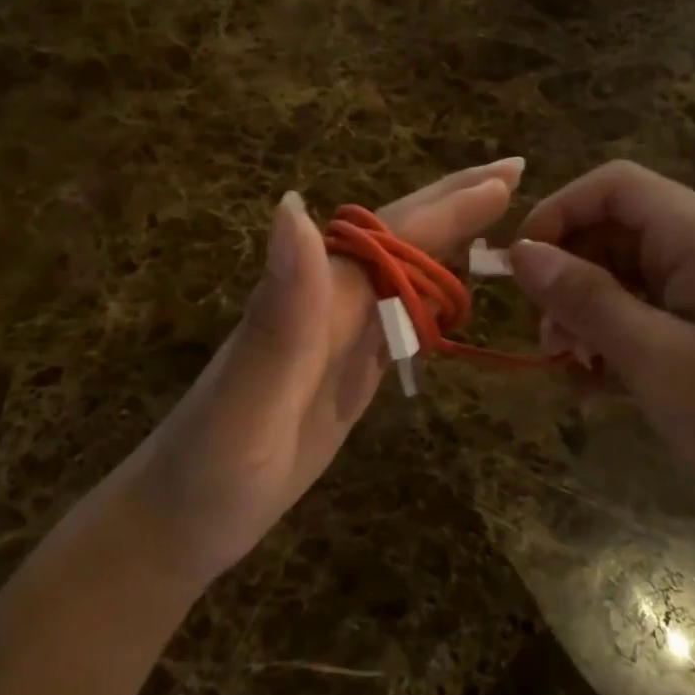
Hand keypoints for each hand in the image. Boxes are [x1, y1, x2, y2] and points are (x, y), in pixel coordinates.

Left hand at [131, 158, 523, 586]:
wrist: (180, 521)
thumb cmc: (212, 470)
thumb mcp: (246, 400)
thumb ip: (279, 311)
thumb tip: (295, 205)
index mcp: (312, 299)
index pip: (390, 237)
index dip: (448, 207)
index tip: (508, 176)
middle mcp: (326, 306)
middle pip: (397, 242)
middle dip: (455, 205)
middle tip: (514, 172)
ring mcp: (334, 340)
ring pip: (400, 275)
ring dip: (448, 243)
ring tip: (497, 220)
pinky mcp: (342, 375)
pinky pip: (395, 322)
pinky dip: (429, 298)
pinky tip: (449, 295)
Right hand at [508, 160, 694, 544]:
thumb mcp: (657, 360)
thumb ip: (586, 299)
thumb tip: (521, 253)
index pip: (615, 186)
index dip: (557, 213)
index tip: (519, 268)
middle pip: (618, 232)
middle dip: (570, 277)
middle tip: (547, 340)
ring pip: (631, 277)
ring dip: (590, 315)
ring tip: (572, 370)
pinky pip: (655, 314)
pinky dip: (620, 340)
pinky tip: (602, 388)